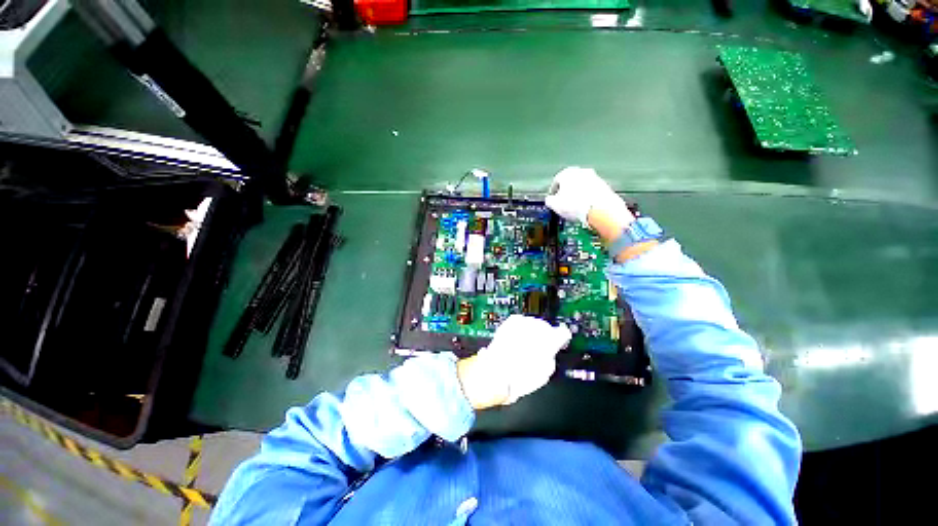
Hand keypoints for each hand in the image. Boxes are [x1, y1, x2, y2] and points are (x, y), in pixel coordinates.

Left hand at [457, 315, 571, 409]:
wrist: (494, 372)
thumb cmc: (519, 378)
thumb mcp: (544, 374)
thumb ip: (551, 357)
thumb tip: (551, 350)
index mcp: (549, 341)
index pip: (562, 332)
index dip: (561, 338)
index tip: (559, 342)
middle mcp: (536, 328)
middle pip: (546, 327)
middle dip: (544, 335)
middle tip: (538, 348)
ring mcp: (522, 323)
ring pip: (533, 323)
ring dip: (531, 331)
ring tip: (524, 344)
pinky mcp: (509, 323)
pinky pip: (520, 322)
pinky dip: (520, 328)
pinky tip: (517, 338)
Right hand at [545, 166, 633, 230]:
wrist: (600, 209)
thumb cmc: (576, 205)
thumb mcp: (554, 205)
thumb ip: (549, 200)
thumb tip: (549, 200)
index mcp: (566, 173)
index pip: (556, 181)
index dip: (553, 192)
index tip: (553, 200)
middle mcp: (581, 171)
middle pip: (570, 182)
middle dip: (567, 192)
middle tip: (564, 204)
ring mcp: (594, 178)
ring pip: (582, 186)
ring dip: (578, 195)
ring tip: (576, 208)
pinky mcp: (604, 186)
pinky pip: (592, 192)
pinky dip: (588, 198)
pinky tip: (586, 208)